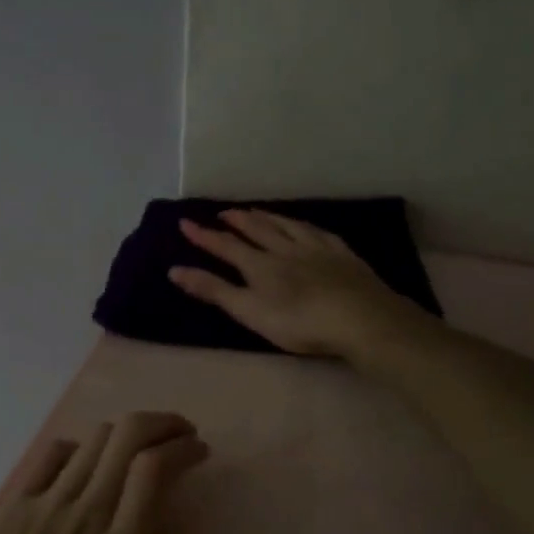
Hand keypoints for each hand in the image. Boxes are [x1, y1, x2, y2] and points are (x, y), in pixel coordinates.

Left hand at [0, 411, 291, 533]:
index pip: (157, 468)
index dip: (184, 448)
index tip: (200, 452)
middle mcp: (85, 515)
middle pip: (128, 436)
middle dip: (163, 424)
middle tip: (182, 435)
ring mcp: (43, 506)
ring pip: (94, 440)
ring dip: (126, 434)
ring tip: (143, 448)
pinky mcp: (11, 507)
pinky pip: (51, 455)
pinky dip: (79, 449)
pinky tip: (86, 466)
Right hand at [170, 210, 423, 356]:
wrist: (359, 318)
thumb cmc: (299, 322)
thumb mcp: (249, 311)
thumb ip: (213, 290)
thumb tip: (174, 270)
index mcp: (259, 265)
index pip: (226, 246)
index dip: (204, 236)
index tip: (185, 223)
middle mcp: (285, 248)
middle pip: (257, 229)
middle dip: (237, 221)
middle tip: (223, 212)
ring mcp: (316, 248)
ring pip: (286, 225)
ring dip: (268, 217)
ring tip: (256, 211)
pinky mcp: (342, 254)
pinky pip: (317, 232)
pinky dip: (303, 225)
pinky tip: (305, 226)